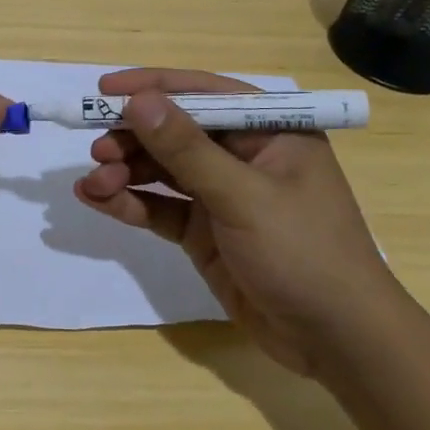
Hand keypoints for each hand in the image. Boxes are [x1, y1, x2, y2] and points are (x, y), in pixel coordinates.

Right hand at [74, 68, 402, 377]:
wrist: (336, 341)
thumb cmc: (304, 253)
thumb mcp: (243, 196)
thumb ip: (187, 149)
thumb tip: (138, 101)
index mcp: (270, 132)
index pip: (204, 94)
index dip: (153, 87)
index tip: (104, 88)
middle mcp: (243, 156)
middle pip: (175, 132)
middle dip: (133, 137)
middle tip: (97, 150)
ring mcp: (221, 196)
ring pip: (161, 170)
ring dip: (124, 171)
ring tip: (93, 182)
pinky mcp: (203, 232)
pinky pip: (158, 207)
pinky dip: (128, 202)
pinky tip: (95, 199)